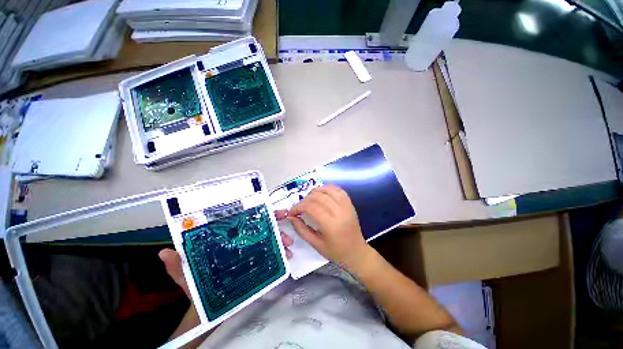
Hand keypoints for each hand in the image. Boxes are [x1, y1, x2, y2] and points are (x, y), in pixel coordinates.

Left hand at [159, 217, 294, 297]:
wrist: (210, 309)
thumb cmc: (198, 289)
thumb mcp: (187, 277)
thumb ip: (178, 266)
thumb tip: (164, 252)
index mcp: (227, 239)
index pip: (244, 221)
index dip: (258, 213)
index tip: (272, 211)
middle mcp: (242, 242)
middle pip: (261, 227)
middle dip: (275, 224)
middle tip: (286, 226)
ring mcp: (252, 252)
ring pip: (270, 239)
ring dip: (281, 238)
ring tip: (289, 245)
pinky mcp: (258, 263)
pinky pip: (273, 254)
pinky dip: (282, 253)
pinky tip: (288, 256)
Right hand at [287, 185, 369, 268]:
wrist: (356, 251)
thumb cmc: (335, 251)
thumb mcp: (315, 244)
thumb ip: (301, 229)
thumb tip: (291, 217)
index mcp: (330, 224)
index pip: (310, 207)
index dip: (298, 207)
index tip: (292, 212)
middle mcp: (339, 211)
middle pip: (317, 197)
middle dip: (304, 200)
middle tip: (299, 208)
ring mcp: (346, 205)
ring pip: (327, 190)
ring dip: (315, 192)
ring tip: (309, 199)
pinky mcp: (349, 203)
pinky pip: (337, 190)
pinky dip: (327, 189)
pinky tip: (321, 193)